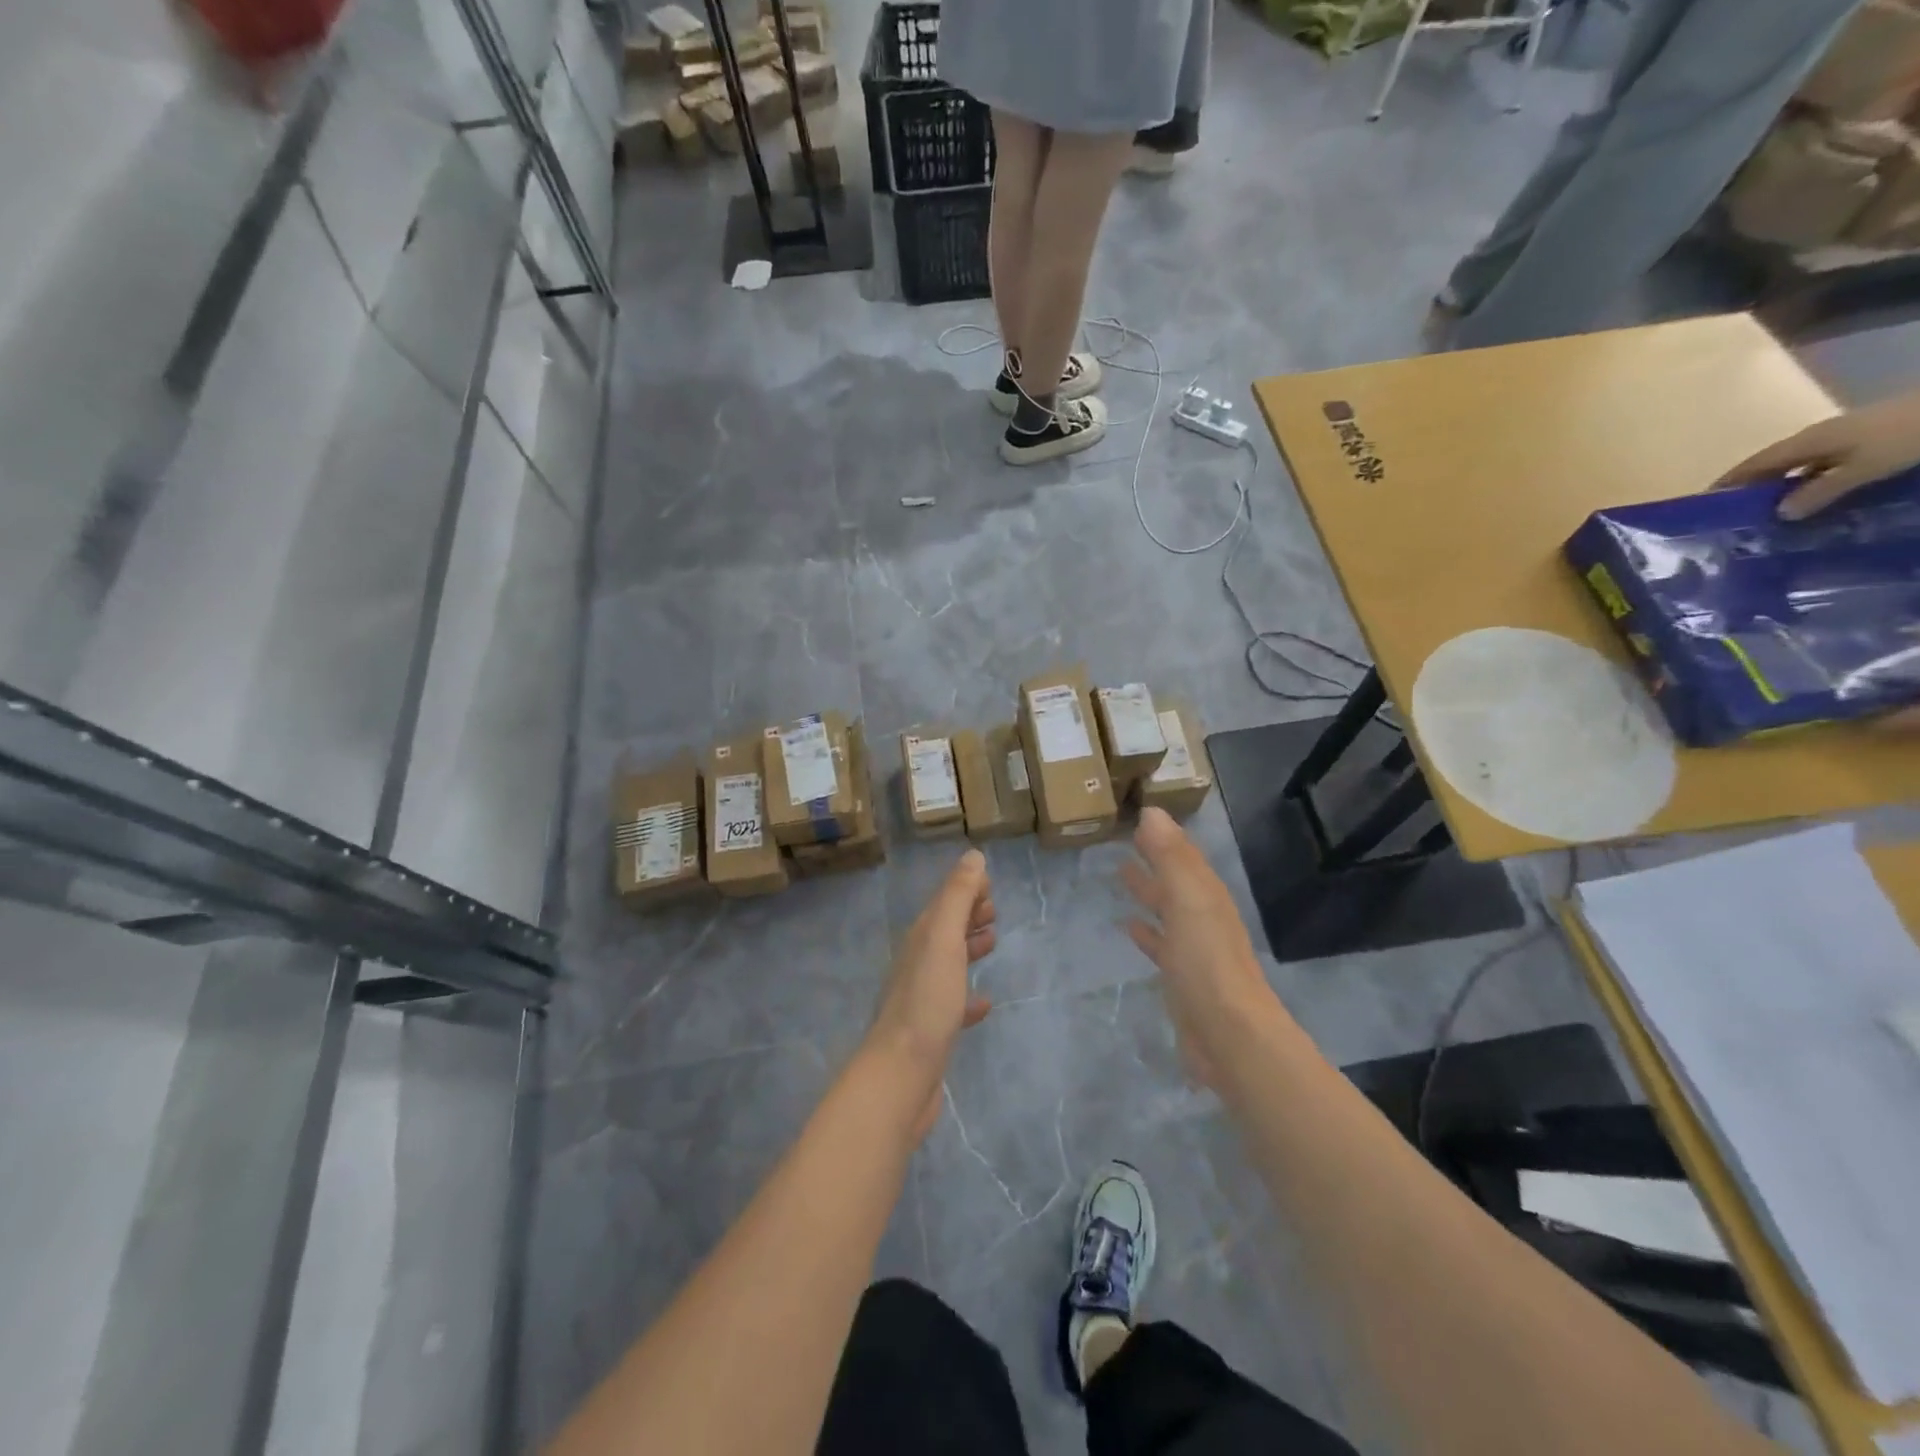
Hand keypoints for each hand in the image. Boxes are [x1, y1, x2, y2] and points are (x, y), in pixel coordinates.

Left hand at [866, 849, 995, 1141]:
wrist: (901, 1073)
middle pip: (944, 929)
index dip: (964, 889)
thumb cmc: (926, 1000)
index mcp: (921, 938)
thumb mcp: (943, 939)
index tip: (989, 883)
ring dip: (968, 948)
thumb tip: (972, 856)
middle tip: (994, 910)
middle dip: (967, 915)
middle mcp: (917, 963)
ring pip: (948, 962)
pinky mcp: (931, 1031)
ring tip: (992, 942)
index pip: (943, 902)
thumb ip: (957, 897)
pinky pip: (953, 1004)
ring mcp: (922, 998)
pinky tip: (985, 1003)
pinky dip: (969, 996)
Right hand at [1122, 808, 1281, 1089]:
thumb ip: (1170, 857)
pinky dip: (1146, 930)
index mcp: (1206, 894)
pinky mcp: (1181, 978)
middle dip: (1155, 858)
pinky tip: (1129, 926)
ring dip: (1148, 889)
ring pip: (1167, 908)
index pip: (1183, 854)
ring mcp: (1194, 949)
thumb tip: (1152, 811)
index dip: (1163, 835)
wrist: (1229, 1035)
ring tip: (1121, 872)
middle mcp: (1203, 916)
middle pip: (1176, 879)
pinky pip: (1160, 943)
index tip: (1138, 814)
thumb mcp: (1187, 901)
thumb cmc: (1206, 962)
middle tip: (1125, 837)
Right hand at [1715, 388, 1919, 519]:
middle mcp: (1816, 438)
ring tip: (1772, 511)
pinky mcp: (1863, 442)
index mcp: (1805, 442)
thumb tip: (1779, 514)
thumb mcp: (1863, 467)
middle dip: (1752, 487)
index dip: (1727, 482)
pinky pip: (1822, 466)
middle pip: (1773, 464)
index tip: (1703, 504)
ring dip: (1783, 486)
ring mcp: (1841, 438)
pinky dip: (1809, 482)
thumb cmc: (1904, 435)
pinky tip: (1813, 497)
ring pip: (1799, 466)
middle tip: (1736, 515)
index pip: (1753, 464)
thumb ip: (1820, 490)